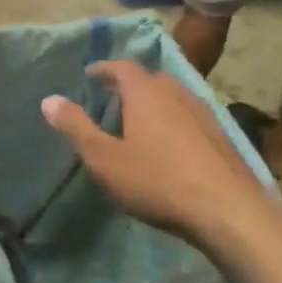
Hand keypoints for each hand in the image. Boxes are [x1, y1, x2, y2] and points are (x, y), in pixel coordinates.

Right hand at [40, 61, 277, 251]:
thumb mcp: (104, 158)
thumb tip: (49, 99)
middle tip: (114, 98)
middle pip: (152, 79)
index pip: (123, 68)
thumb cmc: (158, 182)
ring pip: (175, 98)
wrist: (232, 214)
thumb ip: (75, 127)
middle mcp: (177, 96)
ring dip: (156, 103)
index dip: (104, 68)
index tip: (90, 75)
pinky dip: (175, 122)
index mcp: (146, 95)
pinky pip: (192, 118)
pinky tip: (171, 146)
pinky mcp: (225, 141)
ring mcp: (206, 117)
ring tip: (140, 122)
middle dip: (131, 84)